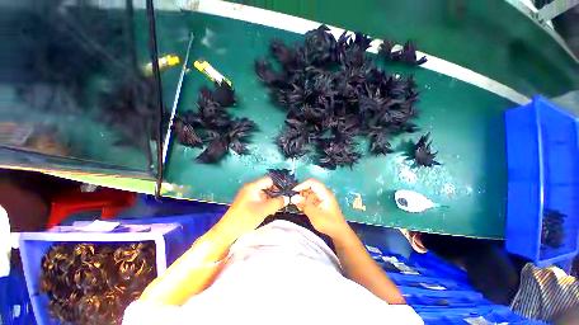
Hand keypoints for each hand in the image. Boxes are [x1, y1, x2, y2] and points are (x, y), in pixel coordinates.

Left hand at [220, 177, 286, 235]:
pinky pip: (260, 200)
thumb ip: (277, 203)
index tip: (284, 193)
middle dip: (275, 194)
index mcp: (253, 187)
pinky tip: (270, 211)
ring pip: (265, 194)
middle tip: (282, 202)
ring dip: (271, 200)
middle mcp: (251, 189)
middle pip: (267, 187)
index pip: (268, 180)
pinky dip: (266, 204)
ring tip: (277, 208)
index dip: (277, 185)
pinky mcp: (248, 203)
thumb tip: (287, 198)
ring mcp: (249, 196)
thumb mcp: (264, 210)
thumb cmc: (246, 217)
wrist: (229, 231)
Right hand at [293, 178, 347, 237]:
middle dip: (301, 192)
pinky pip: (311, 199)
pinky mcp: (320, 203)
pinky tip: (300, 207)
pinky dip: (305, 202)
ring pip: (309, 193)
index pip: (312, 182)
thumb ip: (304, 205)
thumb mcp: (315, 214)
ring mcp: (322, 198)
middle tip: (293, 200)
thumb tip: (293, 197)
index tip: (294, 192)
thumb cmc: (328, 223)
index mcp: (325, 193)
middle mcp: (323, 193)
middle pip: (310, 187)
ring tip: (296, 205)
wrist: (339, 232)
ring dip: (302, 197)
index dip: (302, 185)